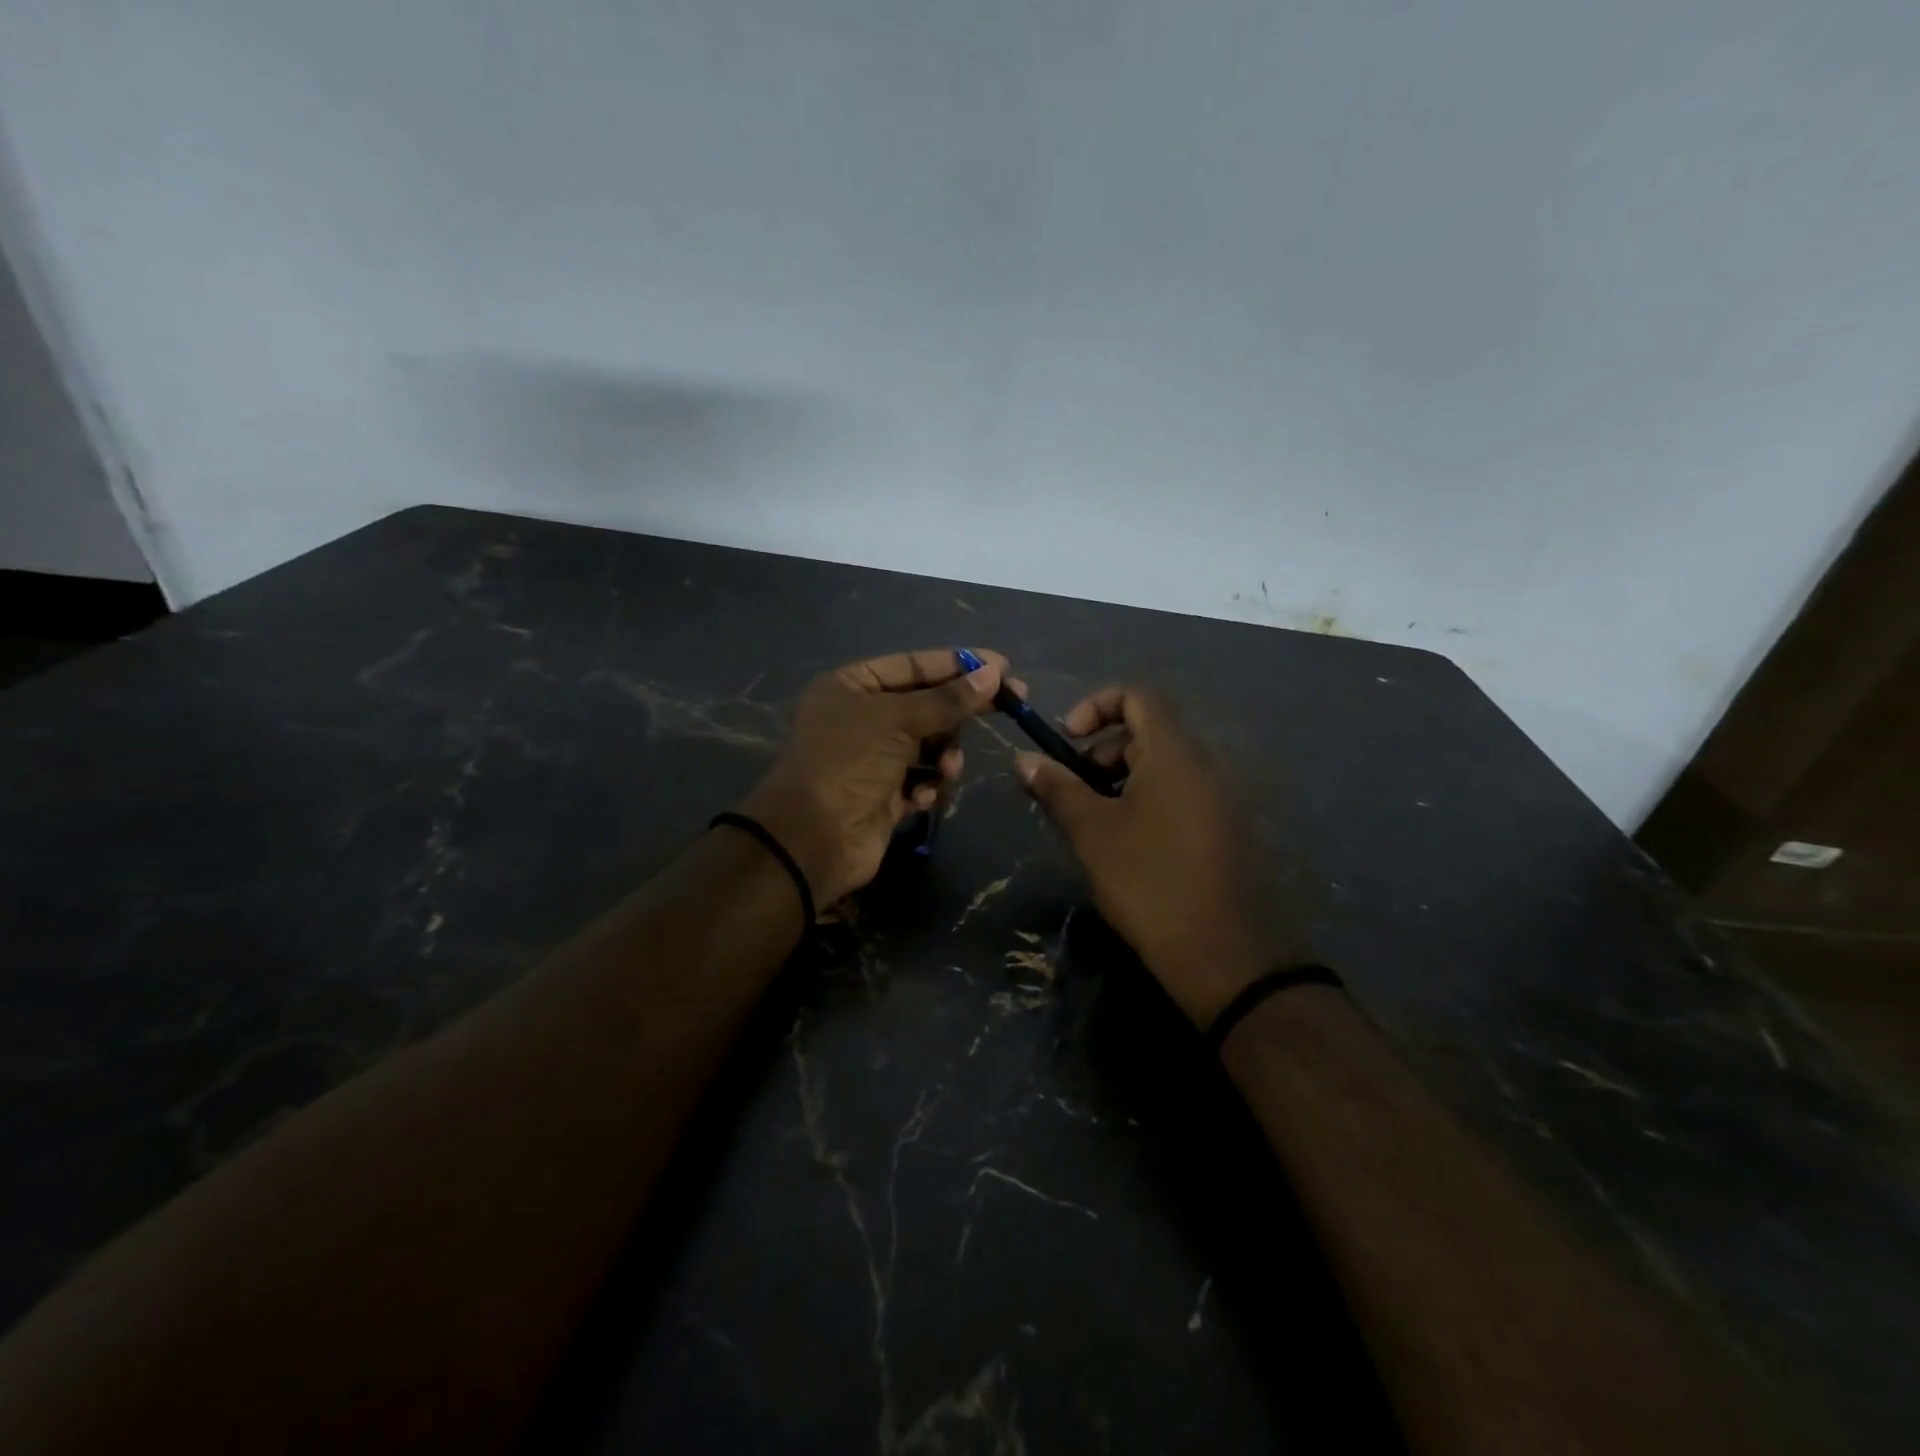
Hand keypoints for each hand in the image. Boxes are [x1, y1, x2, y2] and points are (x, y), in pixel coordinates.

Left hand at [740, 648, 1009, 906]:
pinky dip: (928, 785)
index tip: (1002, 666)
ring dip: (945, 755)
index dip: (958, 664)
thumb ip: (947, 699)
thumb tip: (994, 674)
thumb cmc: (849, 763)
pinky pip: (922, 778)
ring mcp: (874, 758)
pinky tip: (922, 796)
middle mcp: (862, 717)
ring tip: (947, 770)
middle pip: (927, 704)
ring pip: (931, 744)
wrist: (813, 839)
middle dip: (962, 711)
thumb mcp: (897, 720)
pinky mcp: (886, 795)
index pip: (914, 665)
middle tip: (1012, 703)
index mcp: (852, 686)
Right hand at [1016, 685, 1310, 1024]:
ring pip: (1162, 767)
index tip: (1067, 741)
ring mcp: (1220, 799)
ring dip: (1121, 781)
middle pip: (1147, 732)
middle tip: (1074, 794)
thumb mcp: (1091, 832)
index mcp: (1174, 753)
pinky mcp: (1225, 830)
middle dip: (1102, 752)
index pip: (1138, 695)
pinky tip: (1127, 846)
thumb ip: (1056, 787)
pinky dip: (1146, 802)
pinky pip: (1179, 795)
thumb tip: (1023, 758)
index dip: (1096, 705)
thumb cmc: (1149, 881)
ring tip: (1095, 825)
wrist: (1224, 955)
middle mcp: (1205, 765)